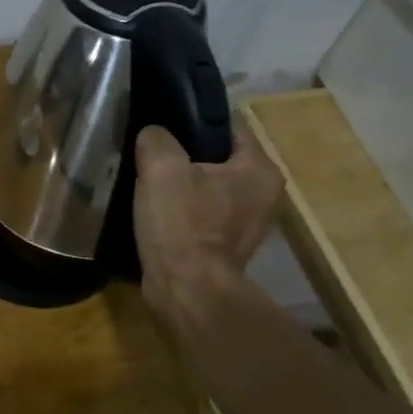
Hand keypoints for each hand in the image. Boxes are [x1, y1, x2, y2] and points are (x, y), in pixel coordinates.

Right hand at [133, 123, 283, 311]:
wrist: (186, 291)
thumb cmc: (182, 224)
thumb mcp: (161, 167)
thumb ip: (156, 139)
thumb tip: (153, 135)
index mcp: (260, 170)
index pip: (228, 127)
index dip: (192, 122)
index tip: (161, 127)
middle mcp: (264, 195)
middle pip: (217, 159)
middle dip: (184, 156)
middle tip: (150, 157)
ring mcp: (247, 224)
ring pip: (207, 188)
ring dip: (180, 186)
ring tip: (148, 185)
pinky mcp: (226, 247)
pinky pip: (201, 215)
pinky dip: (181, 212)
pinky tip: (155, 214)